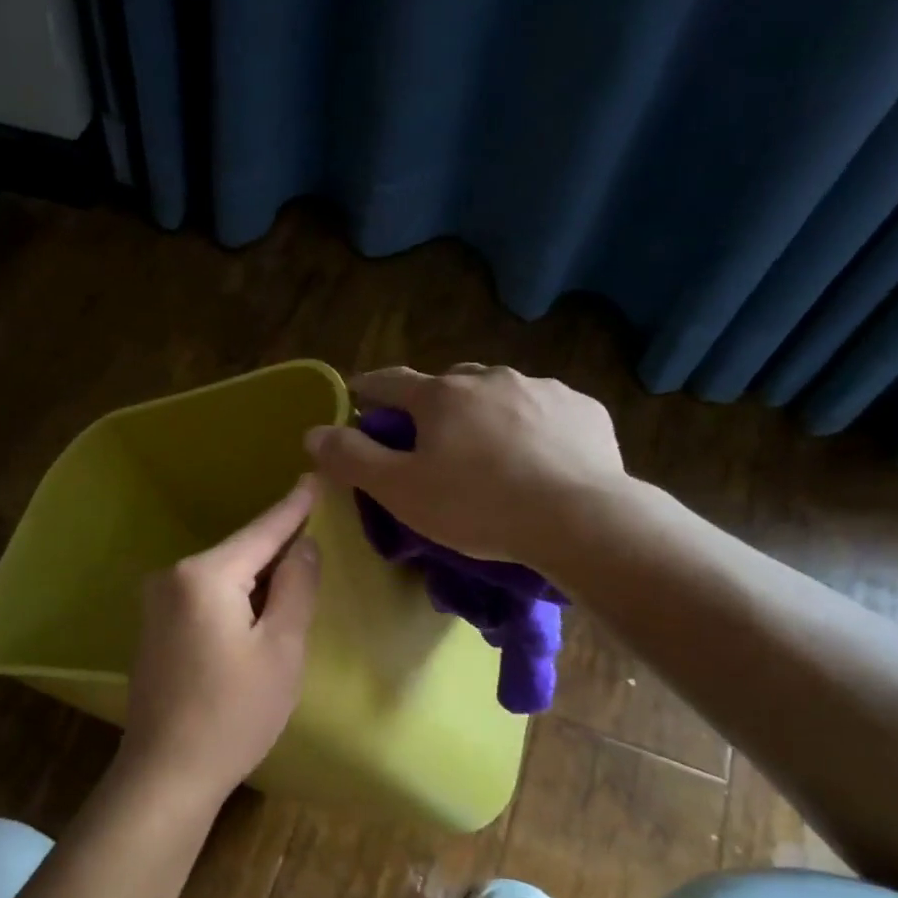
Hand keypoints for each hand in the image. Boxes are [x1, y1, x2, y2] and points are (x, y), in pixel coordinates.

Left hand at [119, 478, 320, 798]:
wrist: (166, 772)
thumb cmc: (234, 713)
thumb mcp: (281, 649)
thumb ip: (296, 587)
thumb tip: (304, 545)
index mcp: (205, 575)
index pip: (261, 531)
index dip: (293, 507)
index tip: (314, 476)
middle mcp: (172, 577)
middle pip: (239, 553)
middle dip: (277, 548)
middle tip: (316, 537)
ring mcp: (156, 603)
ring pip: (221, 576)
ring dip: (256, 578)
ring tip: (294, 579)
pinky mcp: (153, 628)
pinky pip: (203, 597)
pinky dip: (233, 598)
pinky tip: (254, 613)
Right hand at [305, 364, 627, 564]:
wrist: (579, 519)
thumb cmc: (477, 506)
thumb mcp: (400, 490)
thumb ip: (352, 459)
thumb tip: (314, 432)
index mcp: (441, 395)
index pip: (390, 381)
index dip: (367, 389)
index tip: (356, 395)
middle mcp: (489, 378)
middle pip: (448, 383)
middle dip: (431, 403)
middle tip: (430, 437)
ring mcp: (542, 389)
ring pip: (499, 393)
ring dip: (484, 412)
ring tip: (489, 451)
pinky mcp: (583, 409)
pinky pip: (545, 410)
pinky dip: (531, 426)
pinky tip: (537, 458)